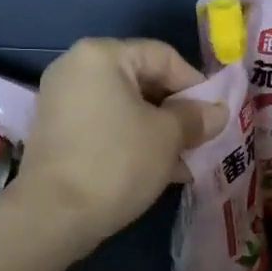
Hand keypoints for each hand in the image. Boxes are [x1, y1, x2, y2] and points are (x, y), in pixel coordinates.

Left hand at [16, 39, 224, 249]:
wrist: (53, 215)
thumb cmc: (117, 162)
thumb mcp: (168, 137)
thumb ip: (195, 118)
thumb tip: (217, 111)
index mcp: (101, 55)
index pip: (163, 56)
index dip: (195, 84)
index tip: (215, 115)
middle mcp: (76, 69)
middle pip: (142, 80)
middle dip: (176, 111)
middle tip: (202, 139)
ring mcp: (62, 101)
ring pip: (125, 108)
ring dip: (158, 131)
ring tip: (186, 161)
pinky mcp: (57, 133)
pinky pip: (105, 126)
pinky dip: (132, 141)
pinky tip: (159, 170)